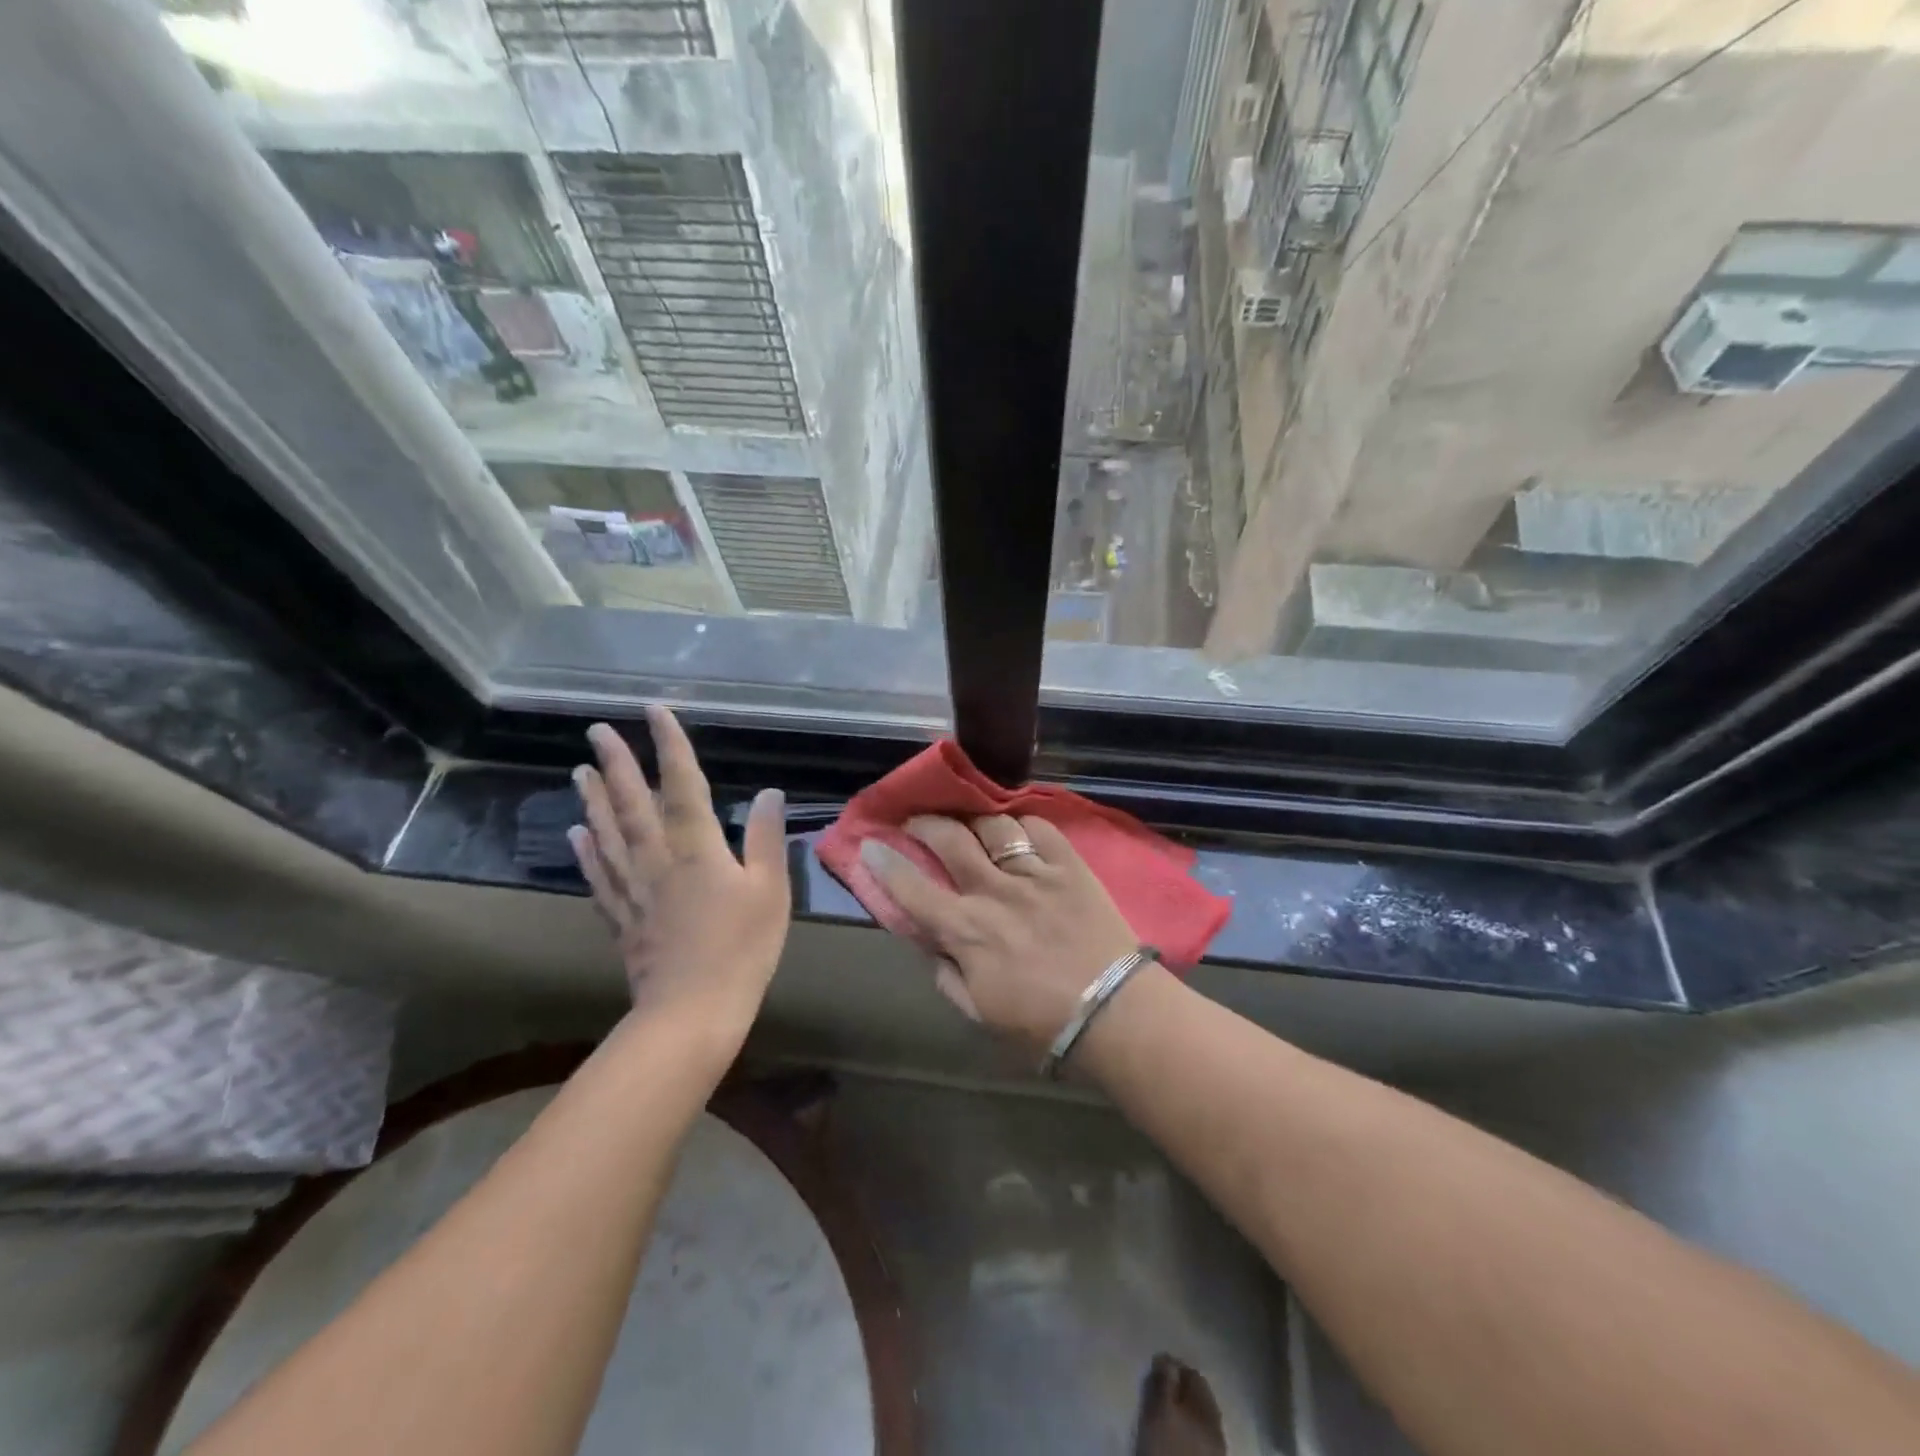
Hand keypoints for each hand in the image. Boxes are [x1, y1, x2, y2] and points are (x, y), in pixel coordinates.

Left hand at [570, 708, 788, 1040]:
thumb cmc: (741, 947)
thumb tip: (769, 792)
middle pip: (632, 801)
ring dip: (593, 799)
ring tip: (579, 771)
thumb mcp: (770, 890)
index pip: (681, 783)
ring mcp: (633, 888)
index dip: (669, 744)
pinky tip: (577, 836)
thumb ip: (766, 838)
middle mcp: (656, 857)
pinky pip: (598, 875)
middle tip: (598, 731)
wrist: (692, 1011)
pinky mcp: (621, 917)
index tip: (655, 711)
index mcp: (696, 847)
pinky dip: (586, 852)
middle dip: (616, 762)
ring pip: (607, 833)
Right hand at [859, 814, 1137, 1050]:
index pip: (912, 888)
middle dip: (925, 822)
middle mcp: (994, 891)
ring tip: (970, 822)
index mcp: (966, 930)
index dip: (885, 863)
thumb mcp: (980, 1012)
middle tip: (918, 821)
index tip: (870, 844)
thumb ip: (948, 975)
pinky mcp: (1069, 865)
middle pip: (950, 838)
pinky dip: (1023, 824)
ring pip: (993, 826)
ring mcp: (1034, 873)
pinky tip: (1018, 830)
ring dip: (973, 819)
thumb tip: (931, 944)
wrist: (1114, 1014)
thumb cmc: (1042, 1023)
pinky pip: (1040, 828)